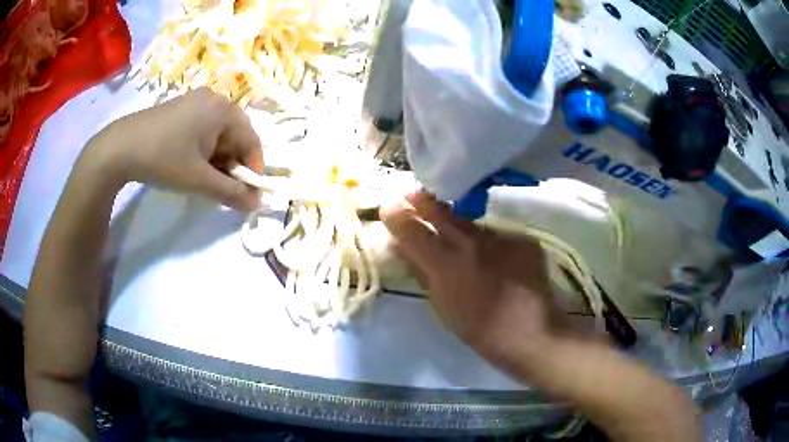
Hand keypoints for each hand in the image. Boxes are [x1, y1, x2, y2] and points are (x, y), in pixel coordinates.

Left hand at [82, 87, 262, 210]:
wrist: (120, 148)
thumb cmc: (164, 159)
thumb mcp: (199, 180)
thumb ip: (232, 193)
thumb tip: (258, 205)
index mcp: (223, 109)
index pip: (252, 140)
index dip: (253, 169)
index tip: (246, 194)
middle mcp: (213, 99)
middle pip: (235, 135)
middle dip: (232, 165)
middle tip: (221, 188)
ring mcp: (194, 101)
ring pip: (218, 134)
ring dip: (217, 159)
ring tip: (202, 178)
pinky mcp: (180, 108)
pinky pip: (202, 129)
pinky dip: (203, 149)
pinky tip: (189, 163)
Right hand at [381, 193, 564, 370]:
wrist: (532, 334)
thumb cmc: (480, 330)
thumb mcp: (442, 306)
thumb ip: (420, 272)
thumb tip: (399, 248)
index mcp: (445, 264)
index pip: (410, 227)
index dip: (395, 214)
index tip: (389, 208)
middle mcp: (470, 242)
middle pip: (439, 209)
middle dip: (421, 200)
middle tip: (412, 197)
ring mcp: (499, 237)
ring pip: (469, 221)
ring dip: (456, 222)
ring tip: (455, 232)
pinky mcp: (521, 239)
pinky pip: (496, 234)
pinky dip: (488, 241)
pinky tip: (494, 256)